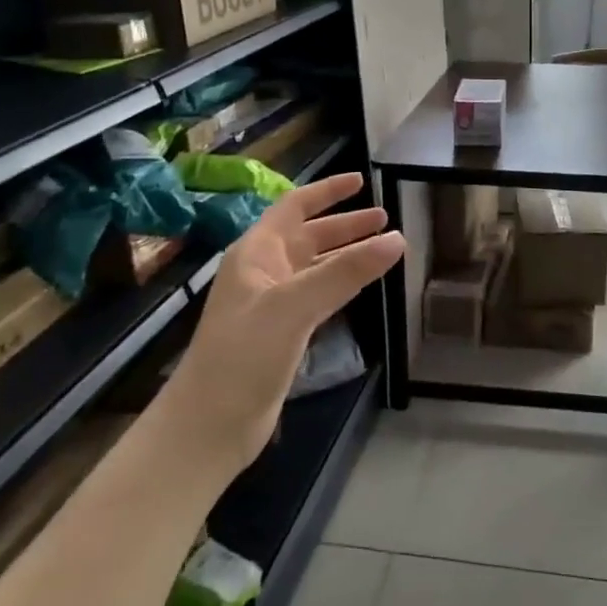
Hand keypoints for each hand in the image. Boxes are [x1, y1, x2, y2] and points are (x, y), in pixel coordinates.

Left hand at [167, 173, 402, 466]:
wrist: (208, 426)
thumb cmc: (243, 355)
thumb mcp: (295, 306)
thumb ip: (346, 271)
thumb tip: (398, 238)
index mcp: (256, 253)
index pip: (295, 206)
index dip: (327, 191)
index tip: (361, 179)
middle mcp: (263, 271)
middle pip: (309, 235)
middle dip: (346, 224)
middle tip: (385, 217)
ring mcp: (272, 303)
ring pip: (316, 265)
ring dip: (347, 253)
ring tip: (384, 248)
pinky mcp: (282, 333)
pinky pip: (319, 294)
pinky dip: (342, 283)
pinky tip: (361, 286)